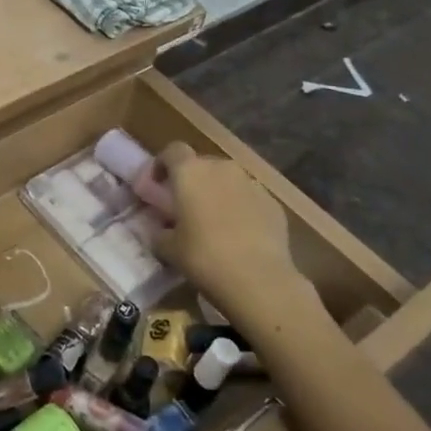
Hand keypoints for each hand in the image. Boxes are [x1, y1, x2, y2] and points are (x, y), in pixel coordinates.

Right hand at [152, 143, 326, 331]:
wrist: (259, 279)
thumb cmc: (203, 256)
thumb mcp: (167, 248)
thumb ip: (158, 231)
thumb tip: (159, 228)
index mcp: (190, 172)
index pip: (172, 150)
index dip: (162, 164)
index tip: (156, 185)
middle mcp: (221, 168)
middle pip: (202, 164)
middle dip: (192, 181)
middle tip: (184, 208)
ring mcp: (251, 183)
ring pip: (228, 180)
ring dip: (218, 194)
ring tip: (214, 222)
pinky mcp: (273, 203)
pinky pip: (250, 198)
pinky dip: (241, 208)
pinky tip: (239, 234)